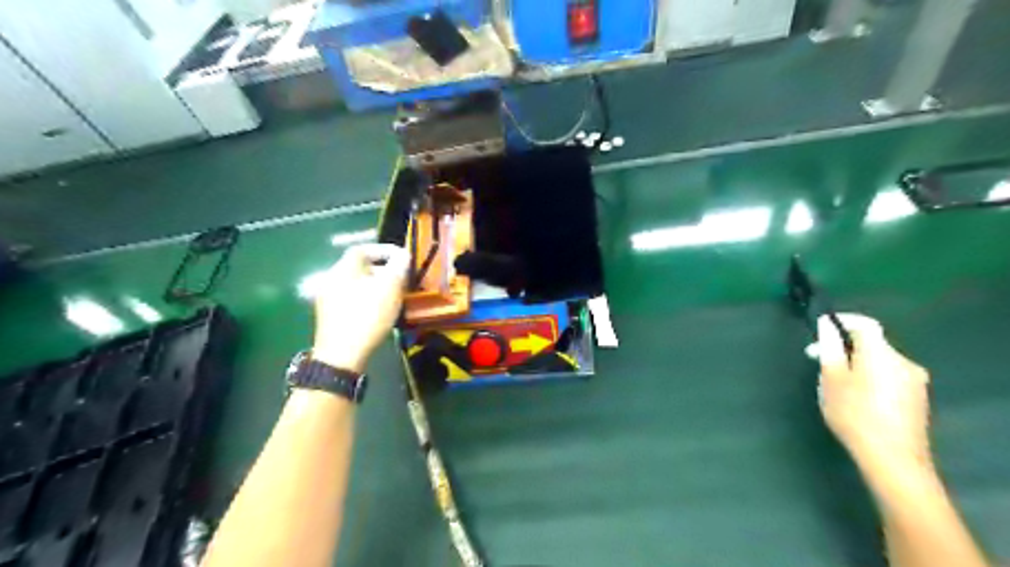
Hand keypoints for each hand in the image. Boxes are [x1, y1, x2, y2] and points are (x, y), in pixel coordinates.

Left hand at [315, 240, 408, 372]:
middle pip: (359, 267)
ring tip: (394, 296)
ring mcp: (328, 300)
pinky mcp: (331, 317)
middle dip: (382, 270)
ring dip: (376, 286)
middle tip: (401, 279)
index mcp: (343, 269)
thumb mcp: (389, 289)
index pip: (362, 249)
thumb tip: (403, 255)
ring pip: (356, 284)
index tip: (401, 258)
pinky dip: (368, 299)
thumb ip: (398, 268)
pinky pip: (352, 299)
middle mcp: (332, 280)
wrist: (341, 356)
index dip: (383, 250)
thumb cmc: (367, 317)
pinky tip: (380, 312)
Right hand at [810, 316, 930, 472]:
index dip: (843, 321)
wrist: (893, 458)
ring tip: (834, 381)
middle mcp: (903, 362)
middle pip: (872, 343)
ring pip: (879, 361)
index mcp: (881, 354)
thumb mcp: (831, 379)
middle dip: (844, 347)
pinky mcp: (917, 398)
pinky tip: (855, 397)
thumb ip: (830, 348)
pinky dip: (870, 376)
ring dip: (856, 362)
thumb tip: (827, 324)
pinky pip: (889, 376)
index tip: (821, 328)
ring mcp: (914, 381)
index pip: (865, 324)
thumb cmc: (855, 414)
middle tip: (818, 360)